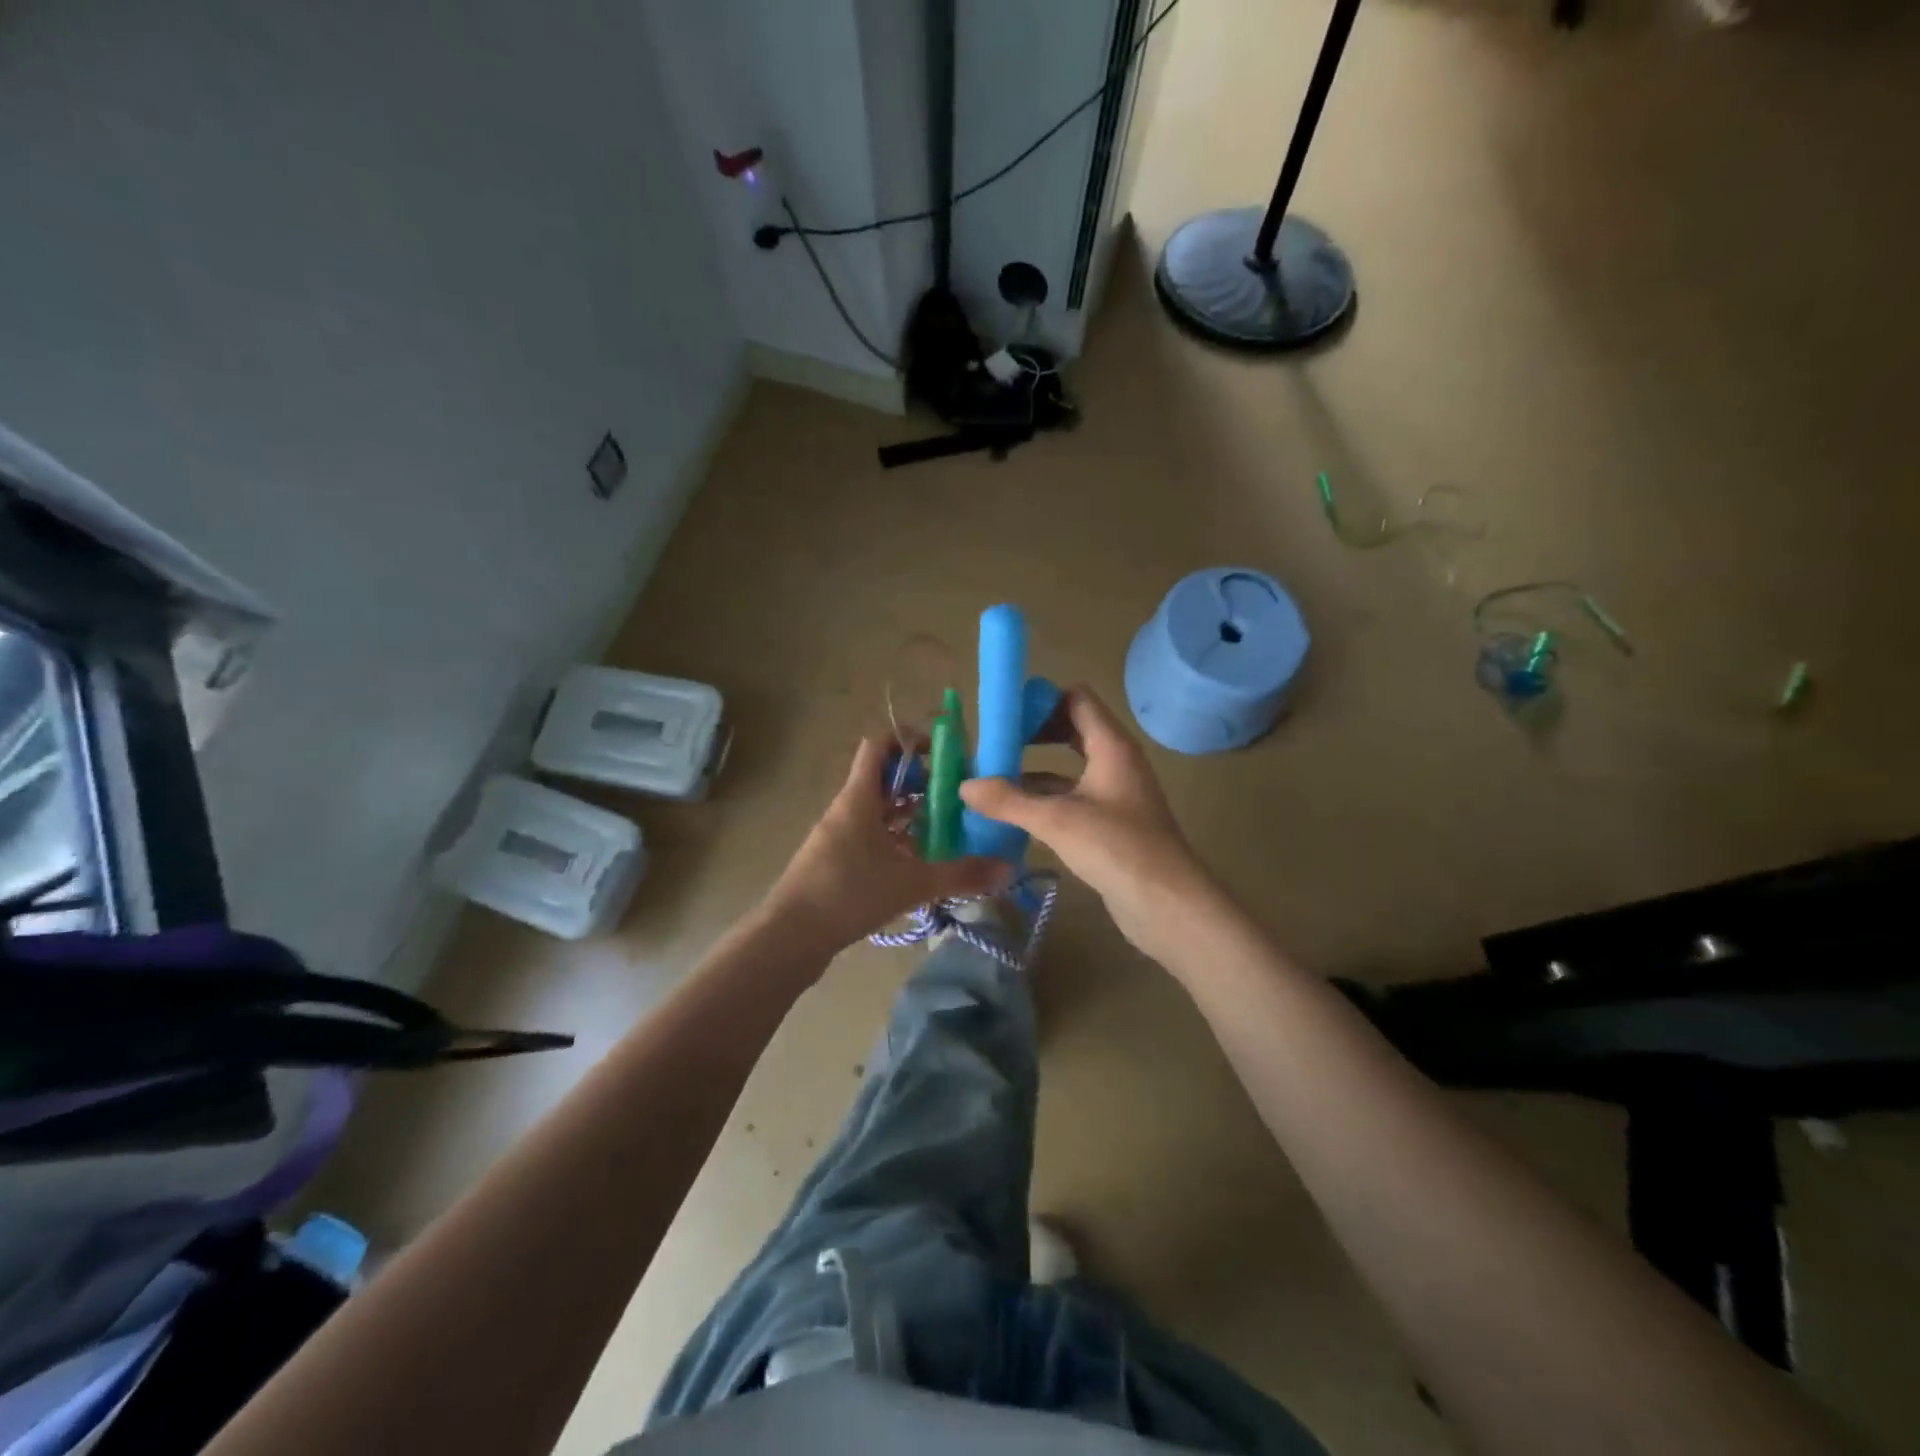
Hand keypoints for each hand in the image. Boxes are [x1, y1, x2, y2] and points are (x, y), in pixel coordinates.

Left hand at [769, 737, 1012, 954]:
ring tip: (945, 827)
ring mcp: (837, 836)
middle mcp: (846, 809)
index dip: (909, 742)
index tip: (943, 752)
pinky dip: (894, 839)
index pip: (879, 747)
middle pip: (883, 779)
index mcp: (859, 798)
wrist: (789, 937)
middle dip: (920, 782)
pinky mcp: (834, 861)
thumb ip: (960, 874)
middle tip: (956, 795)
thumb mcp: (910, 883)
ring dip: (908, 813)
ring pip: (877, 811)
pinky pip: (869, 836)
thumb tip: (1008, 868)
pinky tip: (917, 862)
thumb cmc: (848, 894)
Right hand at [959, 687, 1212, 959]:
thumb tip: (965, 786)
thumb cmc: (1116, 847)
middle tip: (995, 745)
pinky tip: (1016, 814)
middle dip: (1034, 734)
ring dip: (1036, 770)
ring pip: (1071, 768)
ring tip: (994, 779)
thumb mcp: (1056, 820)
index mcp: (1111, 746)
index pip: (1077, 699)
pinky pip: (1074, 798)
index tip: (1005, 715)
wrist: (1167, 903)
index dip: (1042, 700)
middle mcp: (1116, 762)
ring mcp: (1116, 794)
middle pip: (1073, 730)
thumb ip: (1008, 800)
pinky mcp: (1112, 823)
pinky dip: (1047, 799)